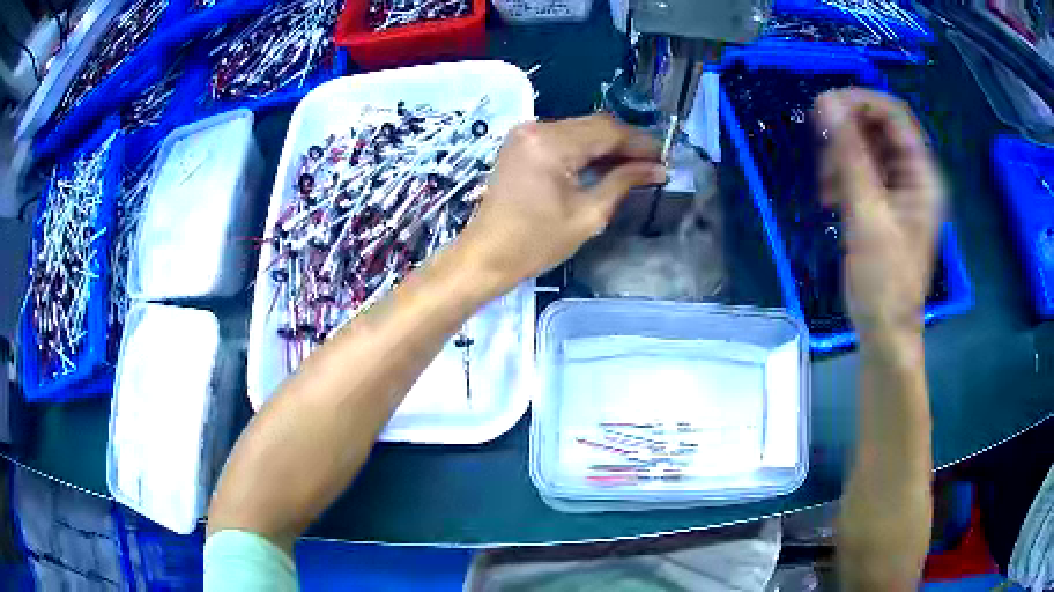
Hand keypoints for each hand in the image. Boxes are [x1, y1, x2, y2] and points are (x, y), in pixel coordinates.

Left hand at [457, 114, 664, 290]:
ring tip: (634, 167)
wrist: (486, 255)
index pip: (608, 131)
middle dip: (626, 143)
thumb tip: (656, 169)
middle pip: (594, 125)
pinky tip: (605, 165)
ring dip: (607, 146)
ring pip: (580, 129)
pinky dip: (586, 149)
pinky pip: (563, 138)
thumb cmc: (536, 243)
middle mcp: (536, 129)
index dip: (640, 143)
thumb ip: (623, 183)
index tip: (664, 157)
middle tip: (652, 164)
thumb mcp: (588, 216)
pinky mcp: (521, 143)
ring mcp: (525, 134)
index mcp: (551, 144)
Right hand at [815, 89, 943, 342]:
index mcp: (922, 175)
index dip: (861, 102)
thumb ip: (849, 155)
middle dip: (846, 135)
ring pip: (865, 148)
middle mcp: (913, 175)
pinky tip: (829, 198)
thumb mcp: (867, 215)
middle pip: (878, 128)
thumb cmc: (884, 280)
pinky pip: (860, 171)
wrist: (884, 329)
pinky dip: (841, 176)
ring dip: (840, 158)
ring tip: (826, 188)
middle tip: (823, 155)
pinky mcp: (882, 203)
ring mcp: (898, 189)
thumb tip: (826, 101)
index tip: (825, 109)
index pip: (894, 114)